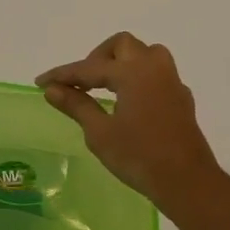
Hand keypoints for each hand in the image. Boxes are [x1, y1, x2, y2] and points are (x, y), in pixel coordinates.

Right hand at [36, 32, 222, 211]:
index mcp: (132, 72)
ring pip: (145, 54)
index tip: (41, 82)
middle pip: (122, 45)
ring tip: (105, 85)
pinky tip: (129, 100)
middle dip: (97, 58)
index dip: (63, 74)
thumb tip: (52, 89)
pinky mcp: (181, 98)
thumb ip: (77, 105)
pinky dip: (138, 77)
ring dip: (123, 61)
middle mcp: (154, 68)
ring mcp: (171, 82)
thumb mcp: (100, 133)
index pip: (89, 68)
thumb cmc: (140, 157)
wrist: (188, 184)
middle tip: (81, 82)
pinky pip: (157, 74)